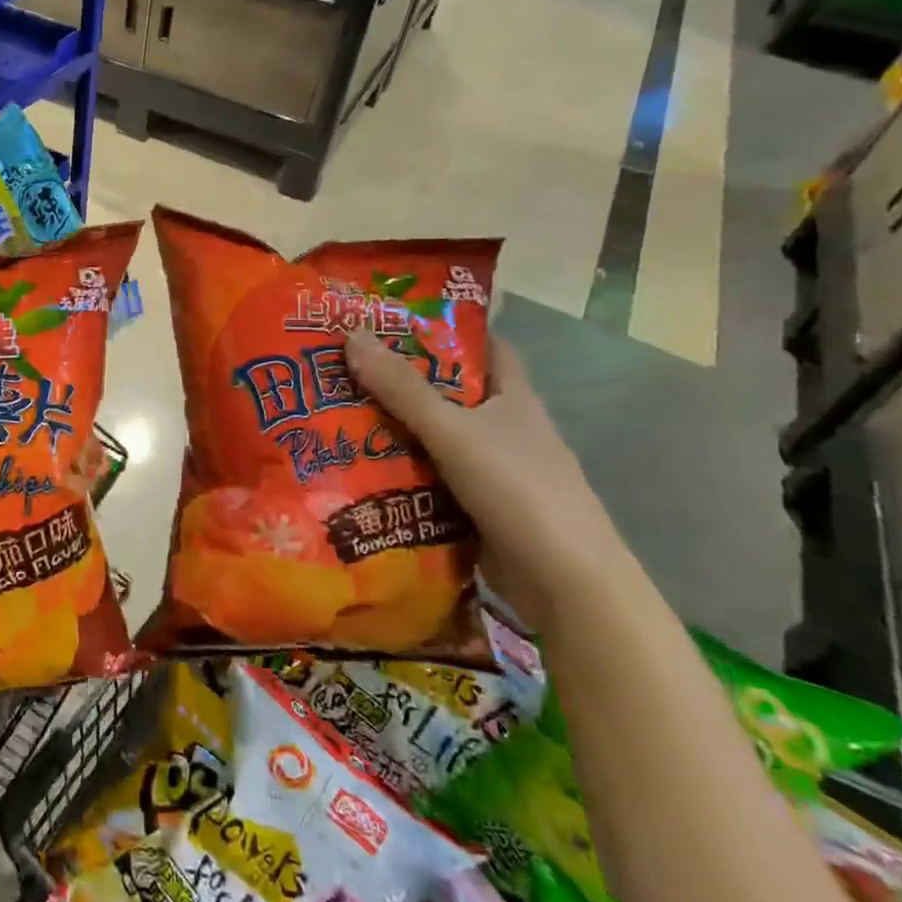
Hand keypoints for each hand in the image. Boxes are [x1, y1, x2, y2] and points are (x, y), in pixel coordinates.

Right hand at [344, 330, 624, 630]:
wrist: (565, 582)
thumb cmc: (517, 488)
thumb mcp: (454, 431)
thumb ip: (402, 388)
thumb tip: (352, 335)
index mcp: (513, 397)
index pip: (484, 345)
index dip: (447, 327)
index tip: (395, 318)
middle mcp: (505, 428)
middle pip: (449, 392)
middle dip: (402, 380)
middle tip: (345, 366)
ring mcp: (493, 469)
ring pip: (436, 437)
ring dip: (395, 429)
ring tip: (337, 412)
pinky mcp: (477, 506)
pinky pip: (431, 477)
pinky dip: (401, 471)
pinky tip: (359, 467)